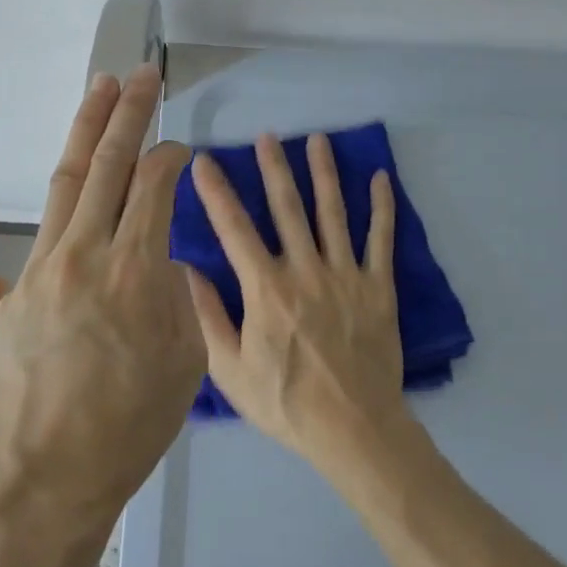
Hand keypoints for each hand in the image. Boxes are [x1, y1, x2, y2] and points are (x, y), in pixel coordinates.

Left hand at [0, 64, 203, 538]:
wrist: (42, 475)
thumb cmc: (129, 428)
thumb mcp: (184, 362)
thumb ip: (177, 296)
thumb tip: (162, 257)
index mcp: (134, 272)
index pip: (153, 187)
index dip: (170, 158)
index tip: (181, 148)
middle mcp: (85, 253)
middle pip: (108, 166)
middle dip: (127, 113)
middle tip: (142, 76)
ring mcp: (44, 265)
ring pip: (70, 179)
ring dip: (87, 130)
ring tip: (101, 88)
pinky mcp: (20, 284)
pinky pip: (50, 219)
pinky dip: (70, 185)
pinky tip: (81, 173)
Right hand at [184, 132, 408, 475]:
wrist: (354, 430)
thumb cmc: (286, 403)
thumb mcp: (229, 369)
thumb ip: (206, 316)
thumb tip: (184, 270)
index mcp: (266, 289)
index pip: (235, 229)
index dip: (217, 192)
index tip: (204, 161)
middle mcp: (305, 271)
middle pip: (287, 209)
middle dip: (274, 169)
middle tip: (267, 136)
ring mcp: (346, 276)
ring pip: (333, 213)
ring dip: (324, 174)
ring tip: (317, 140)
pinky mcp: (378, 288)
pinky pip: (381, 240)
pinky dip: (381, 208)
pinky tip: (380, 178)